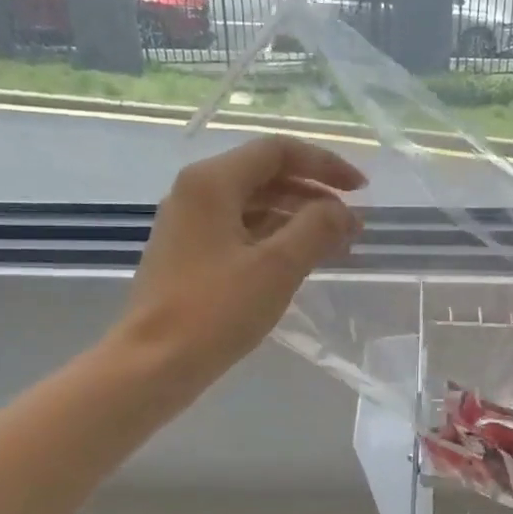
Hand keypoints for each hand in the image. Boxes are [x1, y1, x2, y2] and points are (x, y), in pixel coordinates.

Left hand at [116, 137, 366, 389]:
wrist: (152, 363)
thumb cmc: (215, 310)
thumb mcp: (277, 267)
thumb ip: (317, 228)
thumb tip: (341, 211)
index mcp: (212, 181)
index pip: (278, 150)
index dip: (325, 164)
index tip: (360, 190)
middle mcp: (195, 191)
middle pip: (264, 173)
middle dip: (313, 193)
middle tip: (351, 222)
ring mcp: (188, 223)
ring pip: (253, 203)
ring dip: (296, 217)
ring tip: (335, 244)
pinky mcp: (187, 252)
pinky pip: (239, 228)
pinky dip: (273, 236)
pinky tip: (299, 259)